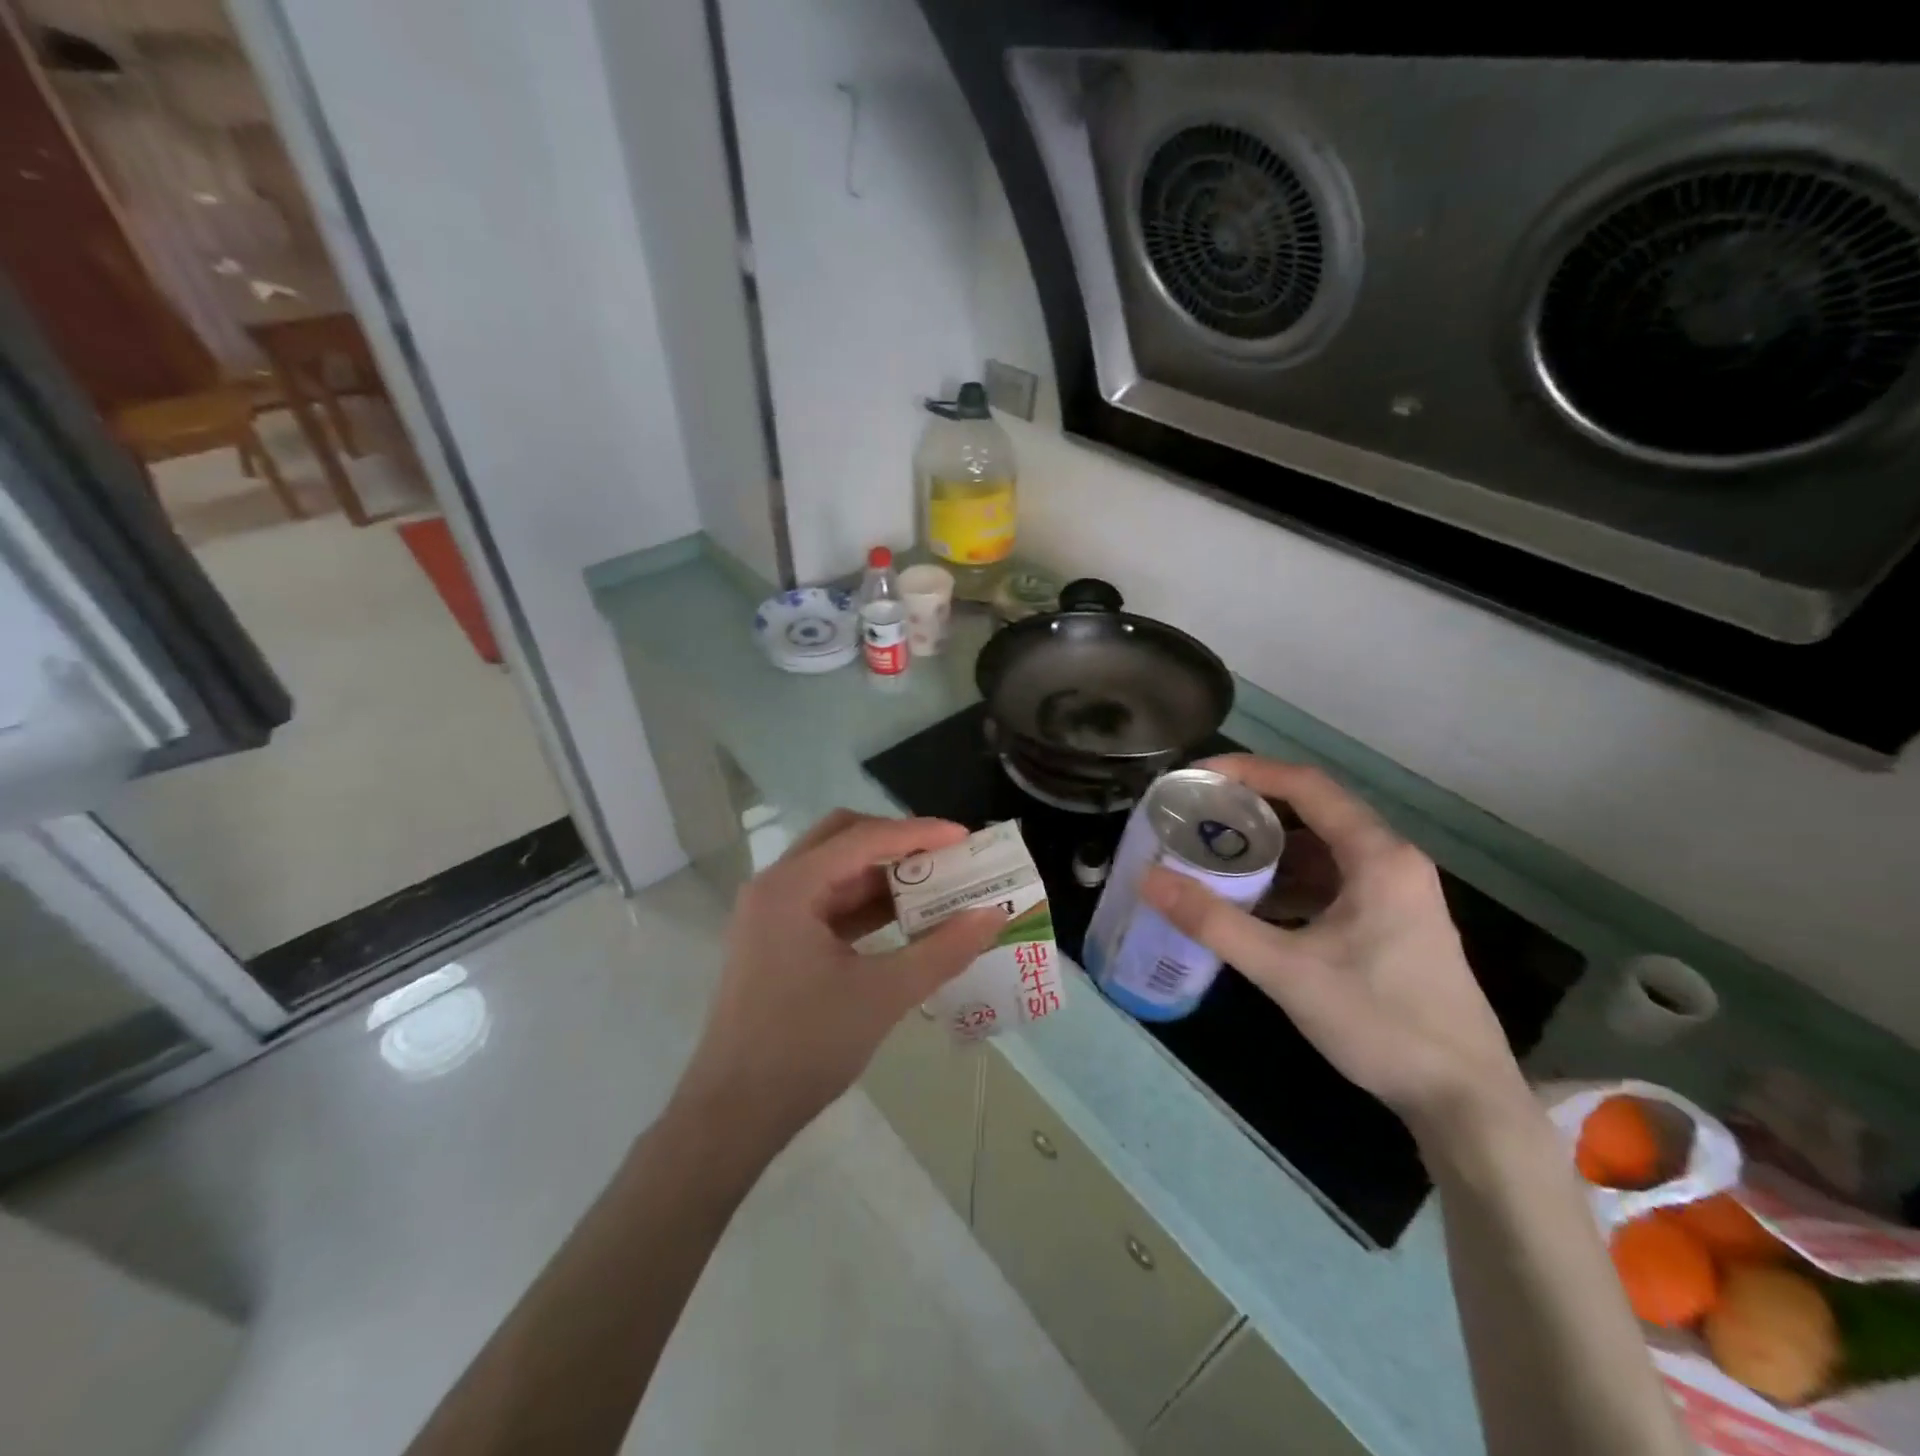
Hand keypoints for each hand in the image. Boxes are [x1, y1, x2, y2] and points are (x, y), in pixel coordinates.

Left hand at [678, 810, 1005, 1143]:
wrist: (734, 1113)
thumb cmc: (805, 1046)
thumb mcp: (884, 995)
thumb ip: (943, 950)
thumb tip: (994, 916)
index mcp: (791, 886)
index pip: (863, 838)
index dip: (918, 832)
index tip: (965, 837)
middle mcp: (775, 887)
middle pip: (843, 840)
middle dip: (897, 843)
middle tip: (946, 856)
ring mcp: (771, 915)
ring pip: (835, 872)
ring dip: (883, 876)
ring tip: (936, 887)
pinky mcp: (774, 942)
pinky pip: (826, 904)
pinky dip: (865, 905)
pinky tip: (904, 921)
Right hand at [1140, 756, 1529, 1141]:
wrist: (1464, 1100)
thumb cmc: (1380, 1022)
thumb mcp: (1286, 970)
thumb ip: (1214, 922)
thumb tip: (1147, 878)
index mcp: (1378, 856)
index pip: (1306, 785)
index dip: (1248, 771)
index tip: (1197, 776)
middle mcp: (1392, 861)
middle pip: (1314, 811)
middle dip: (1253, 808)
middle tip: (1197, 815)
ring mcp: (1397, 893)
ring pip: (1323, 848)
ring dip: (1271, 847)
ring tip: (1215, 852)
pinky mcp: (1393, 922)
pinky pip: (1332, 880)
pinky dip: (1290, 880)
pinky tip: (1254, 900)